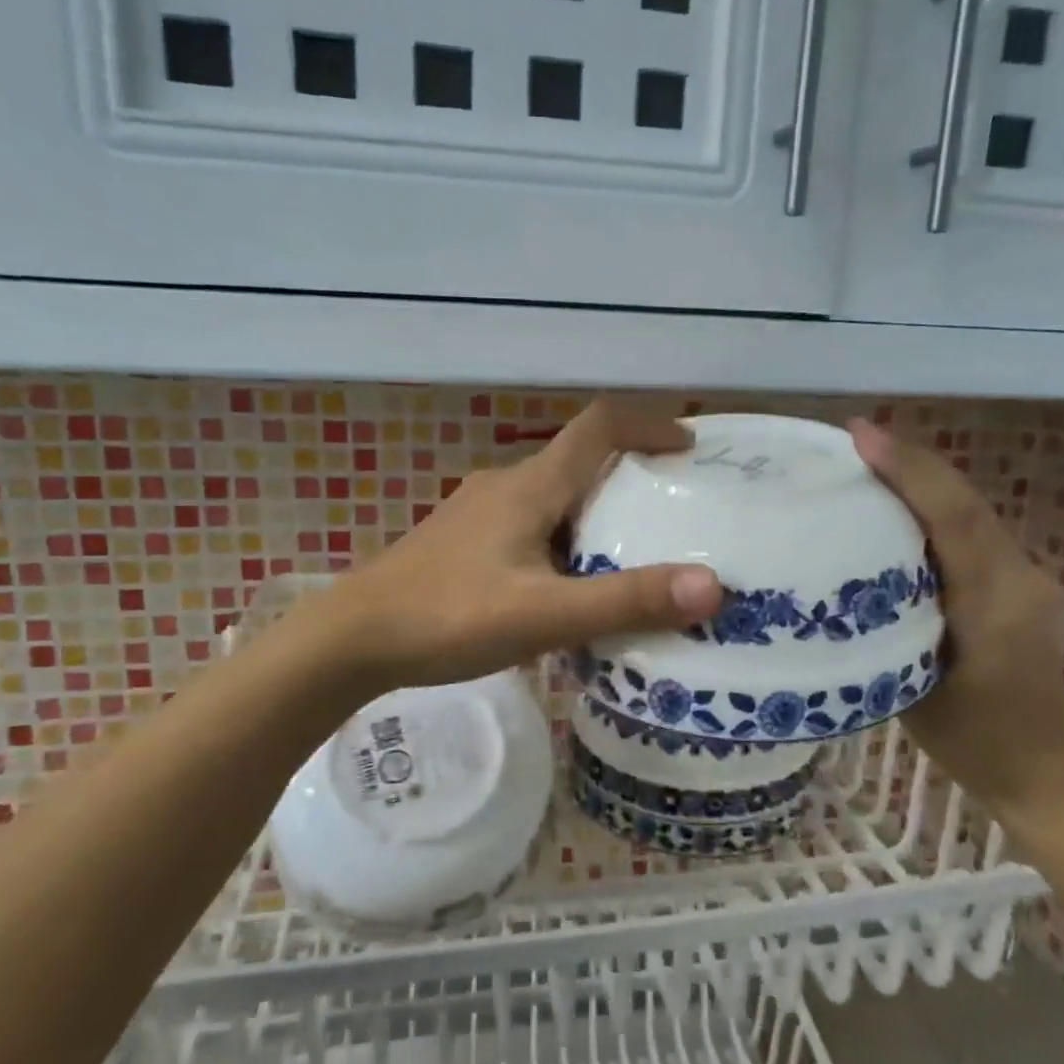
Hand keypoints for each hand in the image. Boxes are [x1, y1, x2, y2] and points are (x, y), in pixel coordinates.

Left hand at [314, 400, 724, 691]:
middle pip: (580, 461)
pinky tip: (569, 585)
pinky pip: (531, 524)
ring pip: (554, 497)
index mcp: (530, 486)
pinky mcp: (465, 541)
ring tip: (632, 553)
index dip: (648, 423)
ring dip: (596, 512)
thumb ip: (625, 601)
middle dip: (631, 476)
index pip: (598, 426)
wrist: (351, 639)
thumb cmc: (448, 617)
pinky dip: (565, 539)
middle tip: (674, 511)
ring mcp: (480, 512)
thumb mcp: (544, 614)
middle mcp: (506, 485)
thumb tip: (712, 586)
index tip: (690, 446)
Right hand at [848, 418, 1063, 820]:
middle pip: (964, 503)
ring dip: (920, 481)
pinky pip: (970, 532)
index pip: (955, 519)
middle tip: (851, 439)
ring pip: (968, 512)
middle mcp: (1020, 577)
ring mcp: (1025, 577)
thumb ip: (885, 628)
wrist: (1044, 771)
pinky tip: (893, 506)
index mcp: (997, 605)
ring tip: (865, 461)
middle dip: (910, 462)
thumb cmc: (972, 742)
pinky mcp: (1017, 583)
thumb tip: (836, 577)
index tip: (861, 435)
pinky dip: (931, 509)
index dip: (909, 471)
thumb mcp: (911, 690)